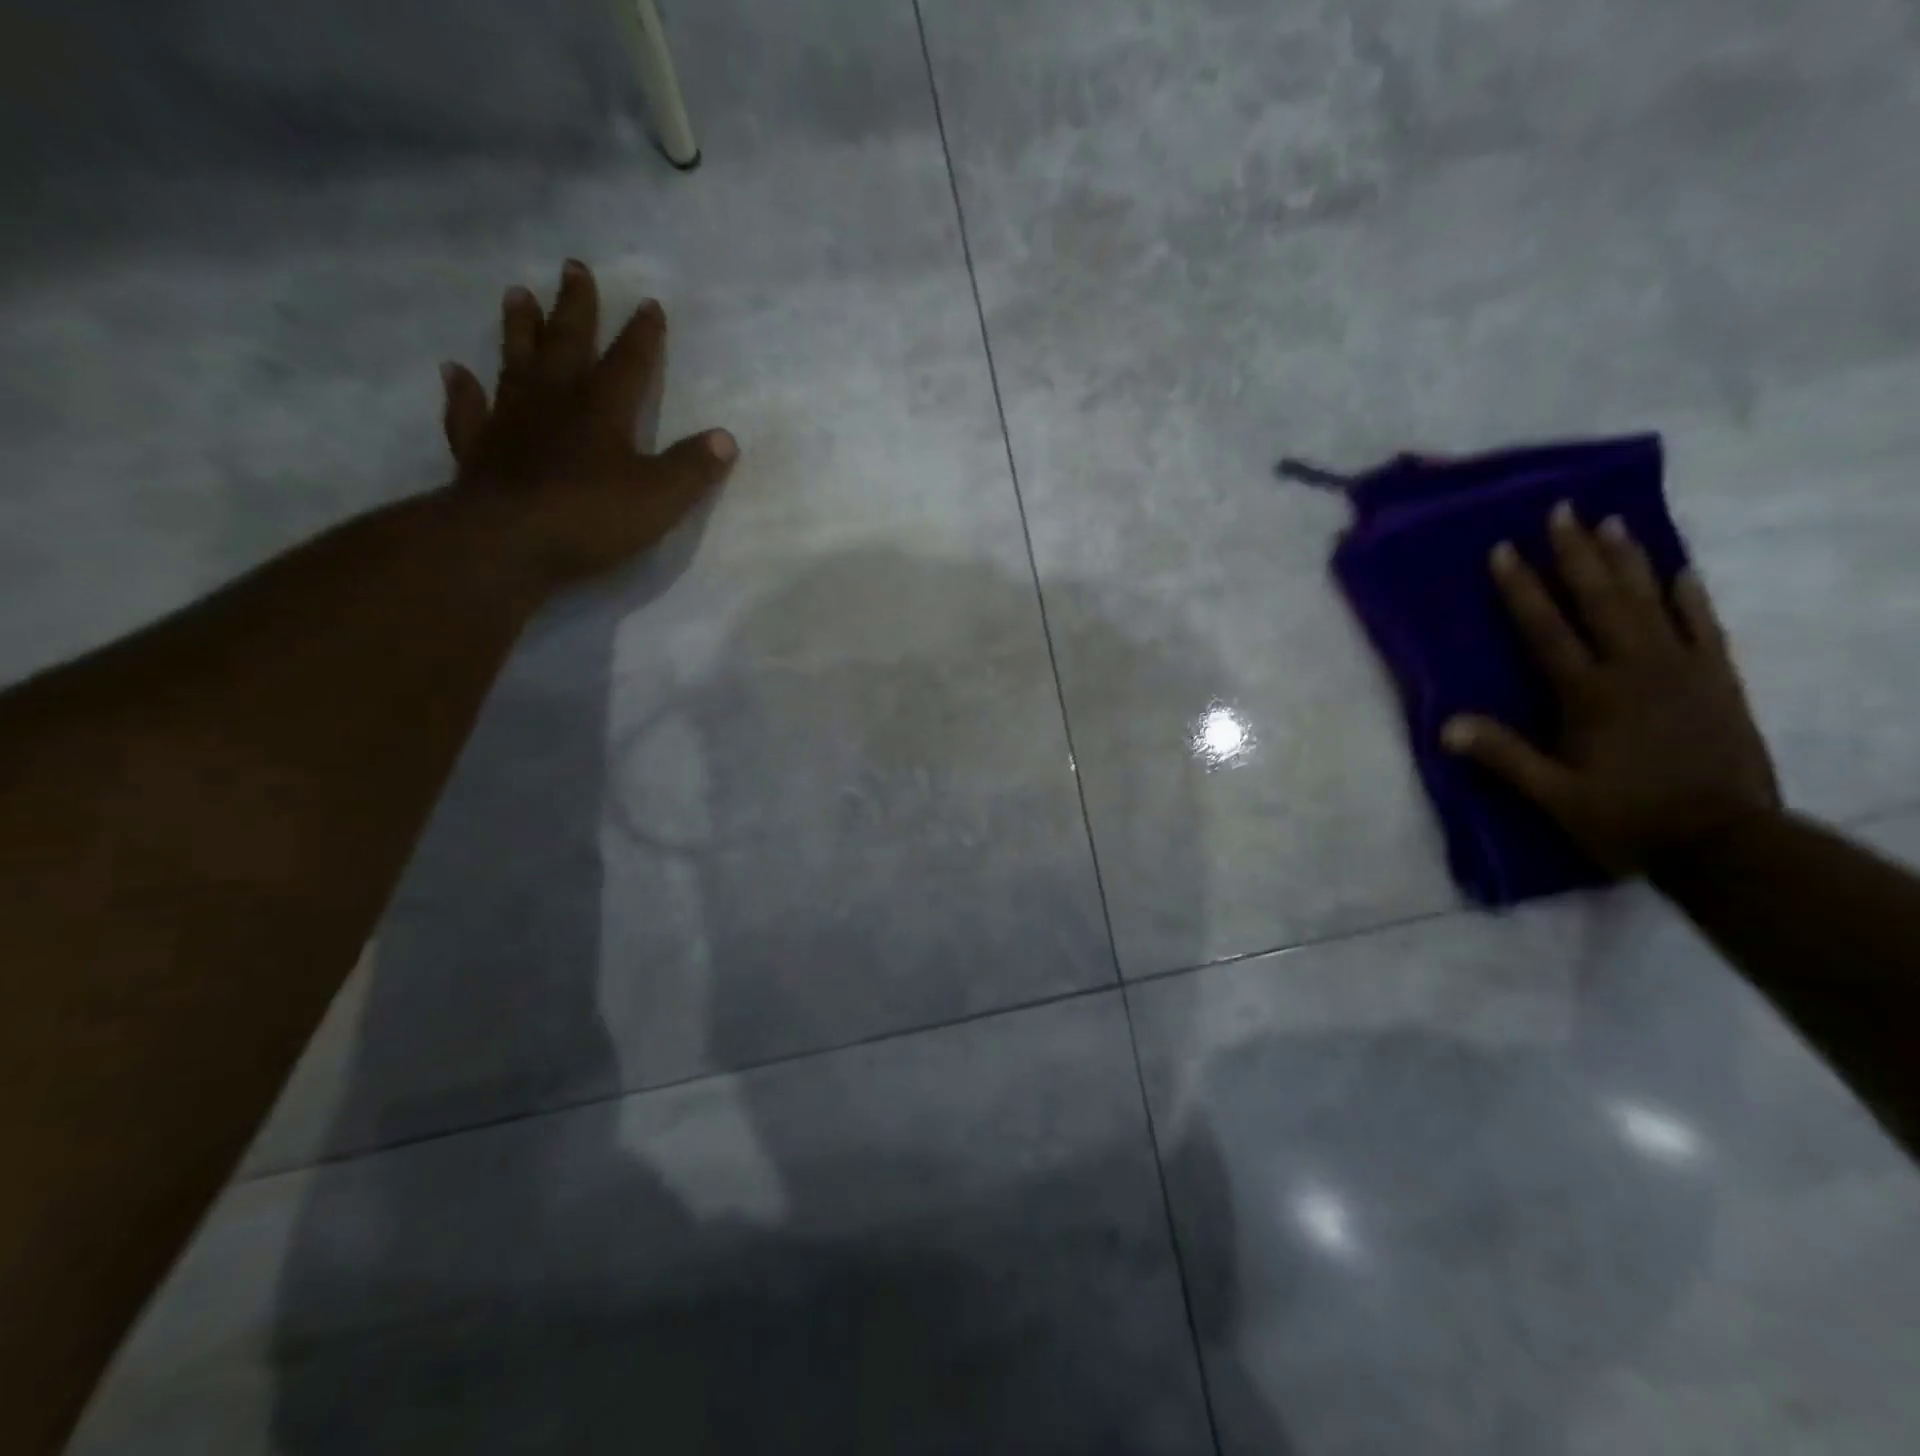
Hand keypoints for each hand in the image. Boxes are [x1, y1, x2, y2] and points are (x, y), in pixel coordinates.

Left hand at [439, 259, 737, 591]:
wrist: (508, 542)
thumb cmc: (591, 518)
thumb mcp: (660, 498)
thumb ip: (692, 467)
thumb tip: (725, 438)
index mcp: (602, 410)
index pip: (629, 362)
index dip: (642, 335)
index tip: (649, 303)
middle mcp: (554, 401)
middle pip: (567, 344)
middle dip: (575, 308)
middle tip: (573, 267)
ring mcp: (511, 421)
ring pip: (516, 362)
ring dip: (518, 329)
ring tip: (517, 294)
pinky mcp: (479, 449)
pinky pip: (469, 411)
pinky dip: (462, 390)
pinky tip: (455, 371)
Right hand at [1442, 502, 1779, 876]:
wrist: (1726, 842)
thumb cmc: (1626, 817)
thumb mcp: (1554, 796)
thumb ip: (1504, 756)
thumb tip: (1446, 725)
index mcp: (1589, 695)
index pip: (1547, 630)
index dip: (1522, 589)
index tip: (1503, 549)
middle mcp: (1635, 670)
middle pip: (1601, 601)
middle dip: (1578, 554)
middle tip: (1563, 511)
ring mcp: (1683, 671)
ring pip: (1651, 603)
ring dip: (1629, 561)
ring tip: (1613, 523)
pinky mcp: (1718, 682)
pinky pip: (1704, 628)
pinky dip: (1692, 598)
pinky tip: (1682, 571)